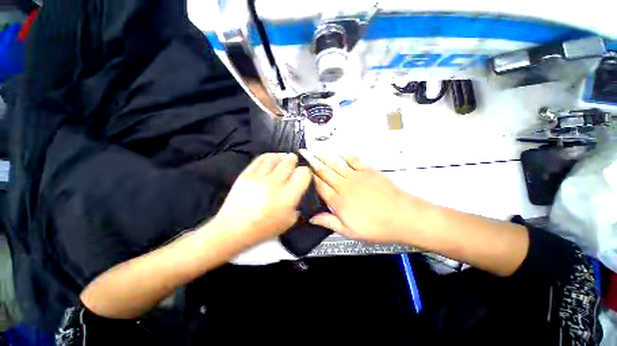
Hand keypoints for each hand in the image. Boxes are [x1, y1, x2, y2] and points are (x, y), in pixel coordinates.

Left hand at [212, 153, 311, 247]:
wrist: (233, 229)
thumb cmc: (264, 228)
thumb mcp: (289, 221)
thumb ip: (297, 202)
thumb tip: (298, 187)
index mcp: (288, 196)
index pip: (303, 173)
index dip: (306, 172)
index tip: (303, 175)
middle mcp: (274, 183)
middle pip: (289, 161)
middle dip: (294, 161)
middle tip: (294, 164)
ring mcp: (259, 177)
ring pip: (275, 157)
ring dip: (282, 157)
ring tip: (283, 160)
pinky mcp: (246, 174)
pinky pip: (261, 158)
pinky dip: (269, 157)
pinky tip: (272, 160)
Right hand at [303, 152, 428, 243]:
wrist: (402, 216)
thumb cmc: (376, 227)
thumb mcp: (350, 232)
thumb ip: (329, 222)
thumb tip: (312, 218)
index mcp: (338, 201)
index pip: (320, 186)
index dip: (311, 178)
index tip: (305, 171)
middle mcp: (344, 186)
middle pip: (325, 172)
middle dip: (313, 162)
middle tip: (305, 153)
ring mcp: (356, 176)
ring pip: (336, 164)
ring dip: (325, 156)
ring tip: (316, 150)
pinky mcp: (368, 171)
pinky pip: (354, 160)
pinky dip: (346, 156)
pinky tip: (340, 153)